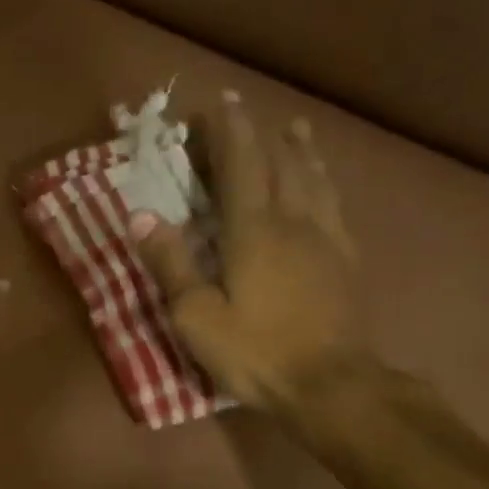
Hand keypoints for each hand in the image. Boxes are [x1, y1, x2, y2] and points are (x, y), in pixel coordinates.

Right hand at [130, 89, 366, 418]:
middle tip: (246, 112)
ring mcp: (327, 240)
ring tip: (296, 129)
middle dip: (260, 134)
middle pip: (281, 163)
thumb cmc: (256, 352)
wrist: (331, 385)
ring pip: (315, 180)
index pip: (241, 166)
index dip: (229, 132)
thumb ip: (171, 264)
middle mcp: (294, 221)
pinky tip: (325, 186)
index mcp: (254, 230)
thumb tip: (141, 216)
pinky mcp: (346, 262)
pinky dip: (326, 183)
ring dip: (302, 150)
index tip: (218, 103)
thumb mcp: (197, 317)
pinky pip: (336, 206)